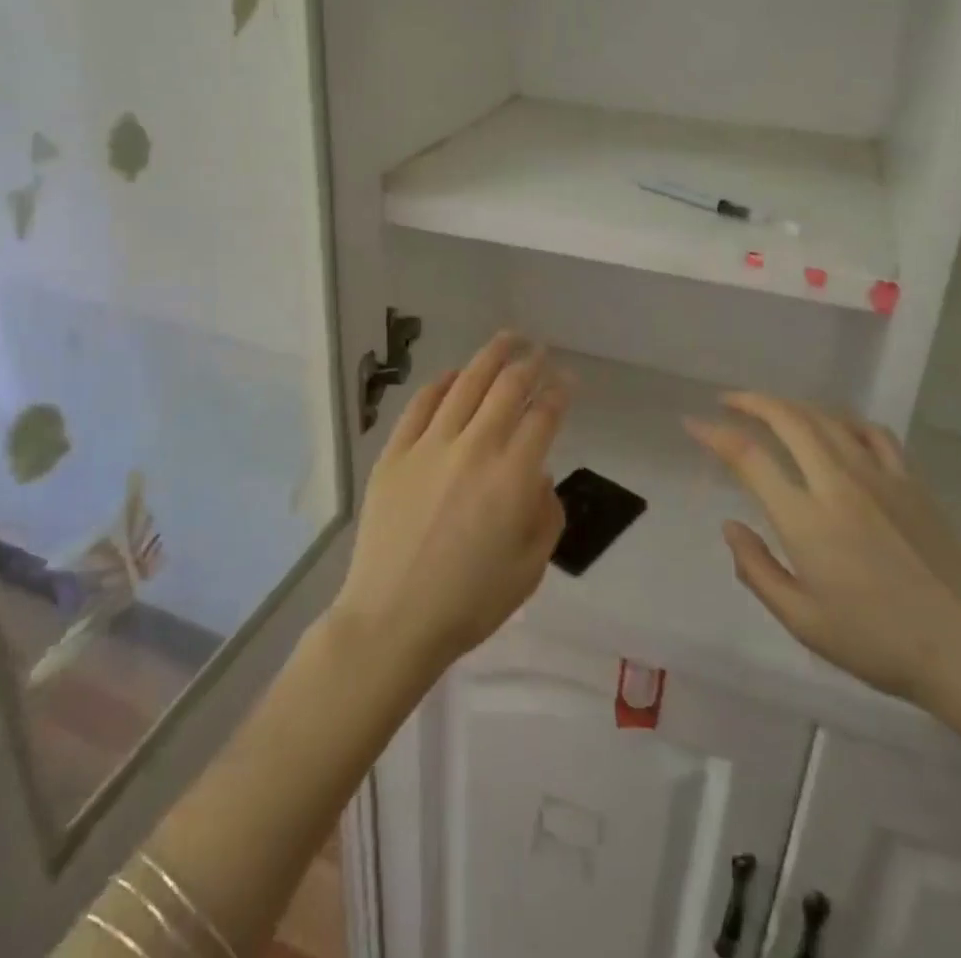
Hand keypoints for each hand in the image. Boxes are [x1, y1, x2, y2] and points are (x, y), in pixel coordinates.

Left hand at [333, 333, 567, 675]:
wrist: (393, 619)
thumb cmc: (470, 602)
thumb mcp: (530, 568)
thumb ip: (545, 514)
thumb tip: (537, 476)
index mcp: (513, 477)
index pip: (543, 416)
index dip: (560, 392)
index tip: (567, 381)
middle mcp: (474, 448)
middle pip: (507, 387)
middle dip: (529, 363)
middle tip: (540, 351)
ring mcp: (429, 446)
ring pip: (465, 384)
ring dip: (490, 357)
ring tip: (507, 339)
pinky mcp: (395, 453)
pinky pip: (420, 405)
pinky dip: (441, 383)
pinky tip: (453, 375)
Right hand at [686, 394, 960, 712]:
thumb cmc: (877, 642)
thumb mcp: (803, 621)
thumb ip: (757, 569)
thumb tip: (731, 525)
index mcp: (806, 518)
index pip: (748, 457)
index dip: (715, 434)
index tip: (693, 424)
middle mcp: (838, 483)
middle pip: (788, 419)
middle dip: (751, 401)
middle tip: (728, 400)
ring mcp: (879, 476)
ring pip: (827, 418)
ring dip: (792, 405)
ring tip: (772, 409)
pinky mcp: (911, 481)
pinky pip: (872, 432)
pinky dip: (844, 419)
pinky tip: (836, 427)